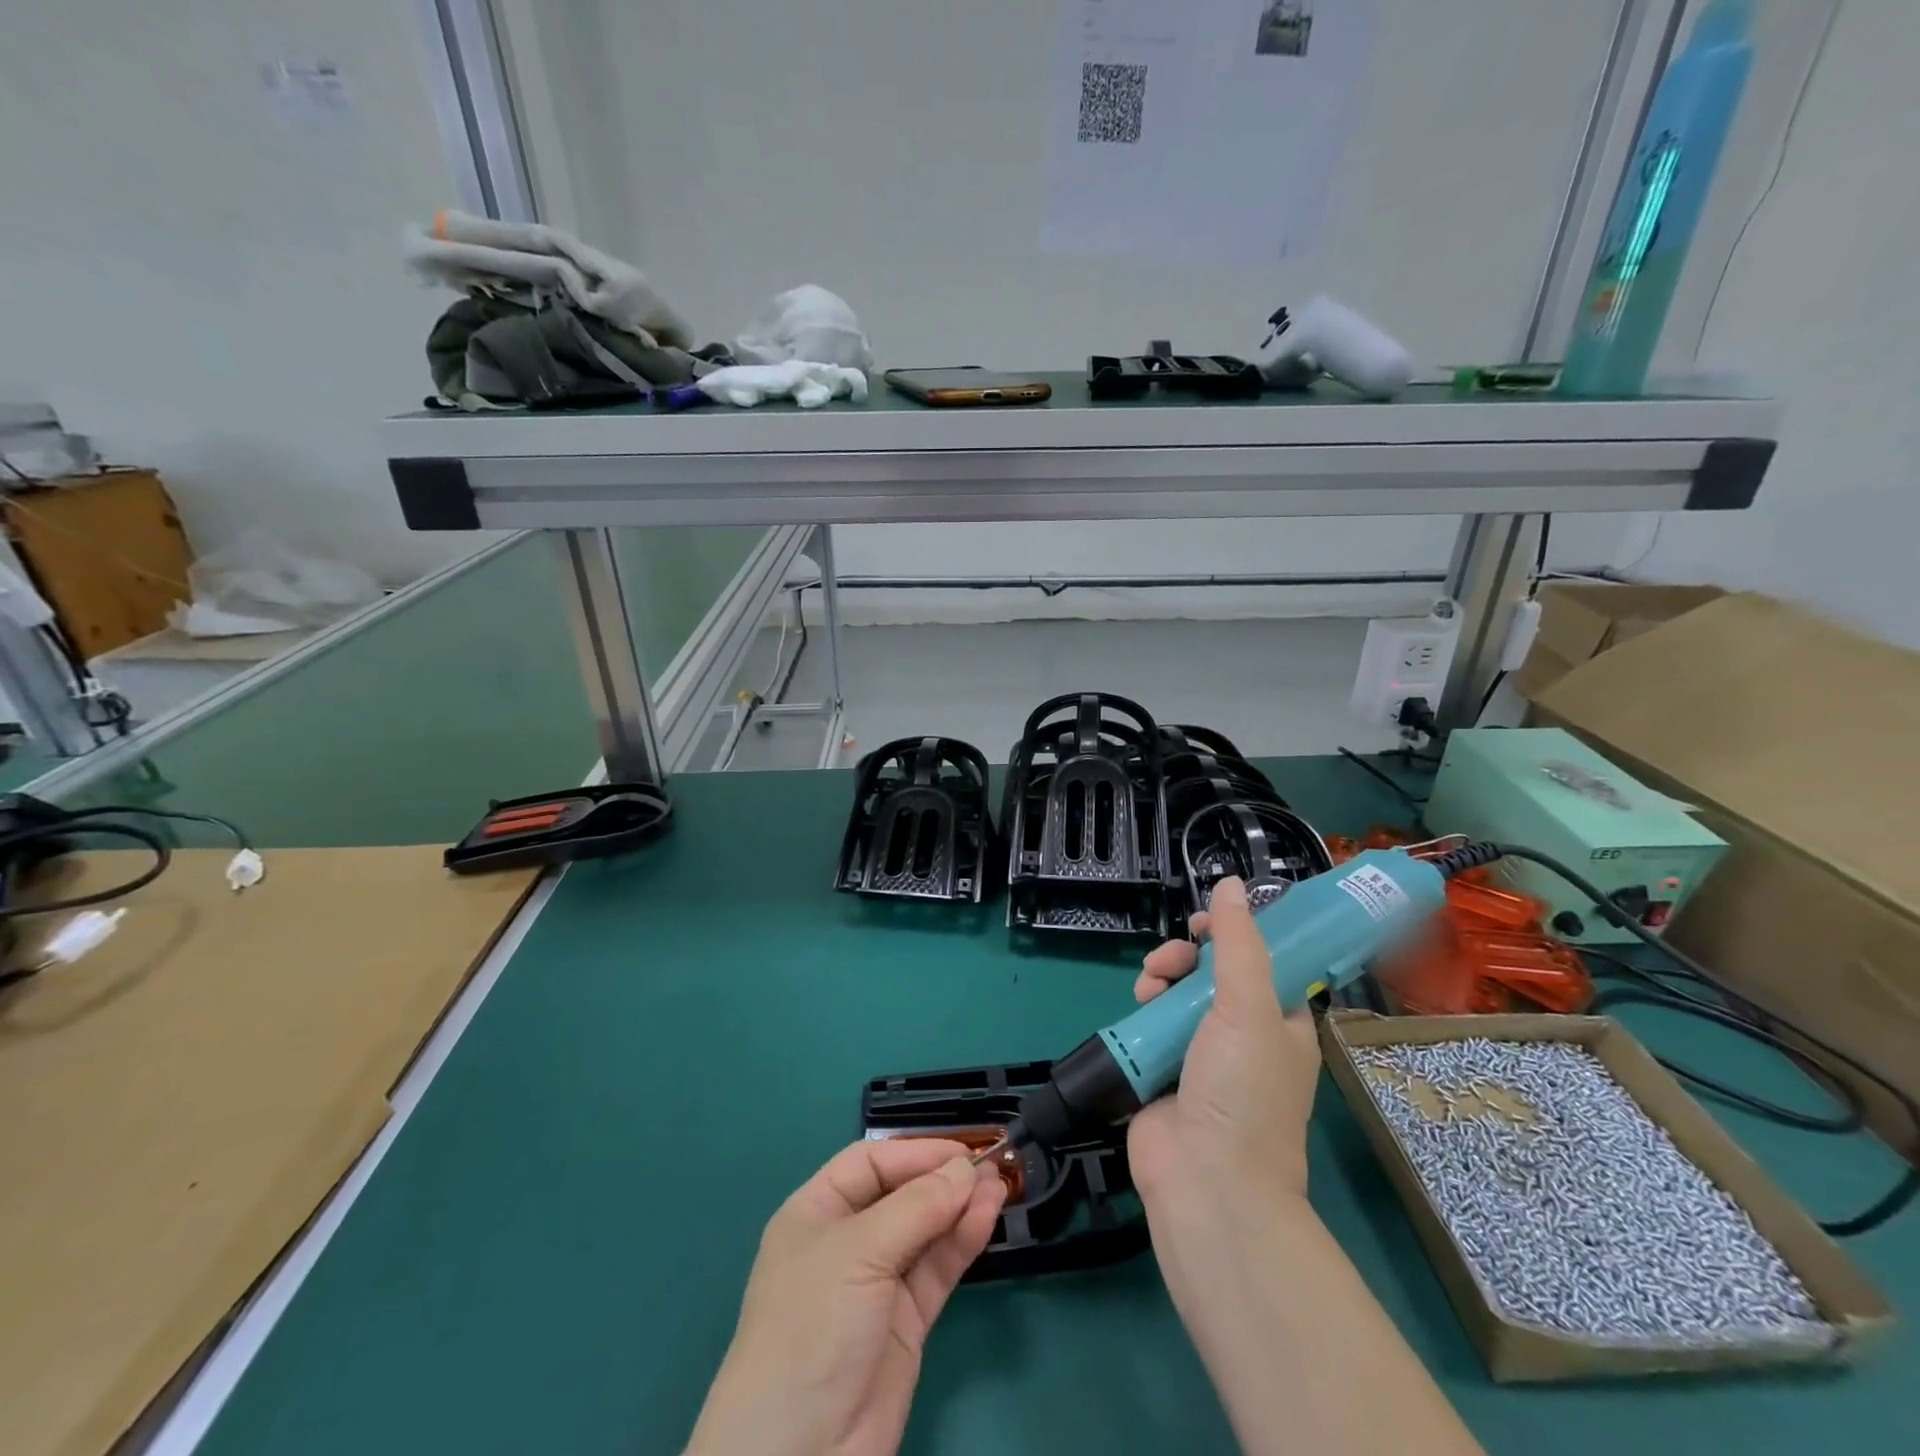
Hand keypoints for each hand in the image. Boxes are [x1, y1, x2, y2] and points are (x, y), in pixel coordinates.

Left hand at [686, 1139, 1006, 1455]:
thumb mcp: (859, 1251)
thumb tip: (965, 1169)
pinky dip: (962, 1242)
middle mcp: (847, 1241)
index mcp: (816, 1212)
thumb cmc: (813, 1327)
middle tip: (991, 1167)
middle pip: (901, 1194)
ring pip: (925, 1231)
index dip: (914, 1152)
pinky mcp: (905, 1322)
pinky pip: (937, 1269)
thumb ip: (917, 1206)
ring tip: (1000, 1188)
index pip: (870, 1163)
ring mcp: (877, 1283)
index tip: (962, 1150)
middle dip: (943, 1179)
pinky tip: (987, 1219)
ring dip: (960, 1208)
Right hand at [1128, 876, 1322, 1211]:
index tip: (1204, 922)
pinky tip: (1137, 1005)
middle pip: (1211, 974)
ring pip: (1177, 994)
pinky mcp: (1163, 1070)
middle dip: (1186, 957)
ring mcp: (1201, 1055)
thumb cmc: (1242, 1090)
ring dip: (1160, 978)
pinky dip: (1143, 1008)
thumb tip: (1231, 883)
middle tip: (1169, 961)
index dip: (1233, 935)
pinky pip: (1152, 1023)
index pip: (1260, 961)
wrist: (1206, 1180)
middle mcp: (1243, 1036)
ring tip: (1148, 985)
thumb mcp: (1249, 1008)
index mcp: (1279, 1022)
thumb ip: (1237, 944)